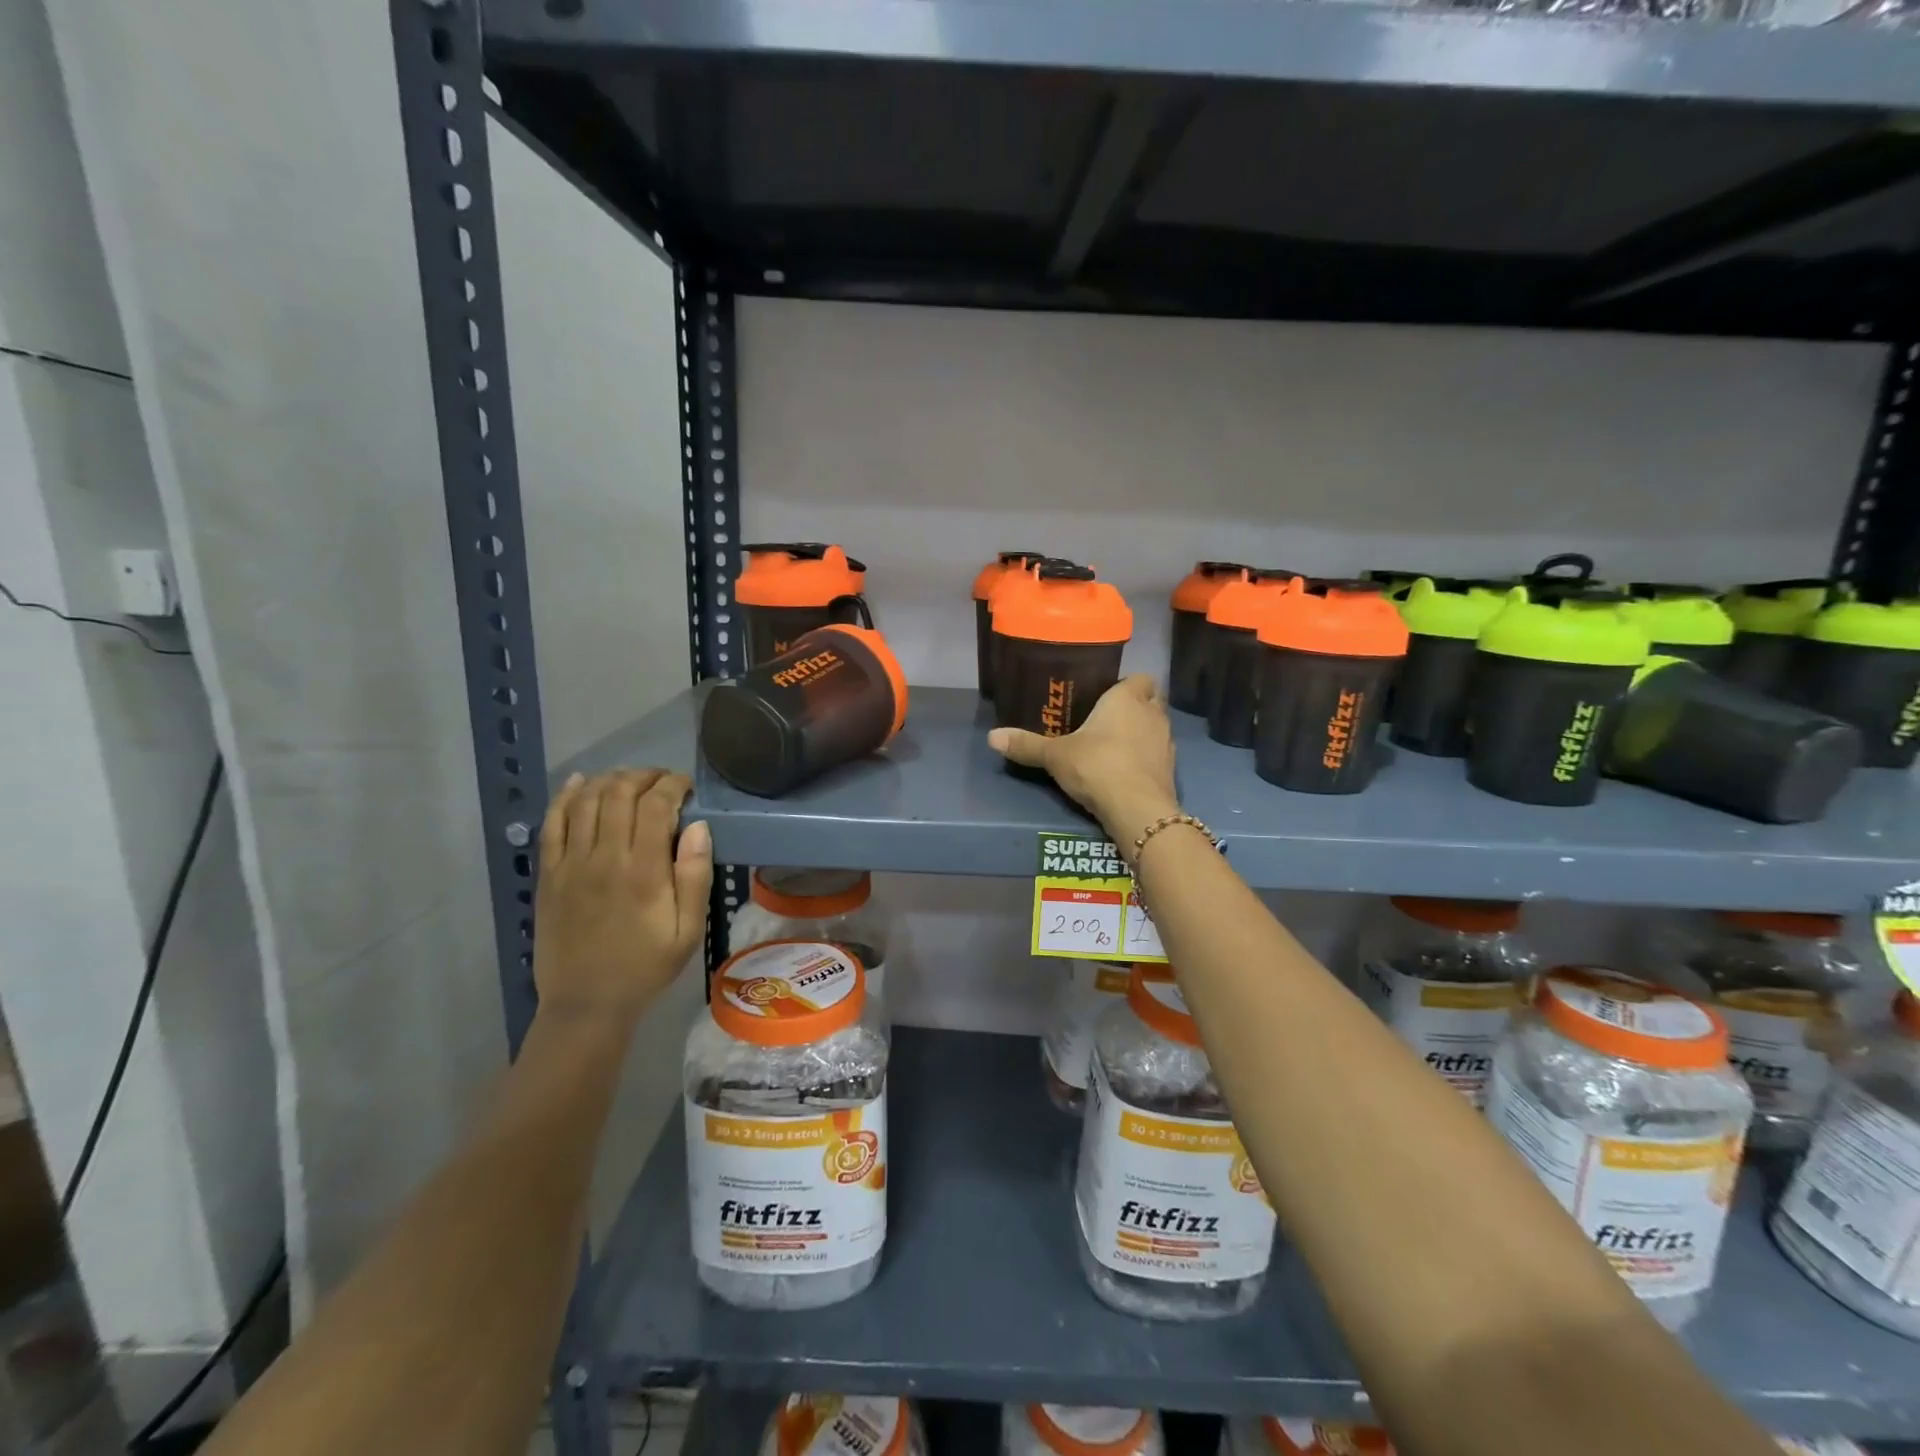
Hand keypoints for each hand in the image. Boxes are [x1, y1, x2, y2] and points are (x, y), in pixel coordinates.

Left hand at [533, 769, 712, 1024]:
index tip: (687, 787)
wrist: (587, 1003)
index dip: (672, 785)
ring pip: (586, 801)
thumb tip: (699, 826)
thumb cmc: (646, 965)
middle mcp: (604, 857)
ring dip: (609, 780)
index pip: (656, 805)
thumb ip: (695, 875)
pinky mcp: (548, 874)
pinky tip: (580, 783)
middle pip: (619, 793)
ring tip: (629, 781)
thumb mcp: (688, 929)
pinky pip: (552, 823)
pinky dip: (565, 797)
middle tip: (662, 782)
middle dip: (644, 776)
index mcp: (643, 871)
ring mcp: (570, 864)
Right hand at [988, 675, 1179, 842]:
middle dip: (1134, 709)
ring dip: (1140, 735)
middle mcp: (1152, 714)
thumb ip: (1026, 745)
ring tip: (1113, 748)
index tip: (1107, 696)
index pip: (1140, 678)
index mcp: (1127, 698)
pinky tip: (1125, 772)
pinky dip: (1145, 760)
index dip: (1127, 685)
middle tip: (1106, 721)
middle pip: (1150, 702)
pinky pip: (1157, 756)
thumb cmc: (1097, 766)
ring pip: (1155, 729)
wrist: (1137, 809)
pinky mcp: (1171, 770)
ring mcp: (1166, 743)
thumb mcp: (1054, 756)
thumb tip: (991, 737)